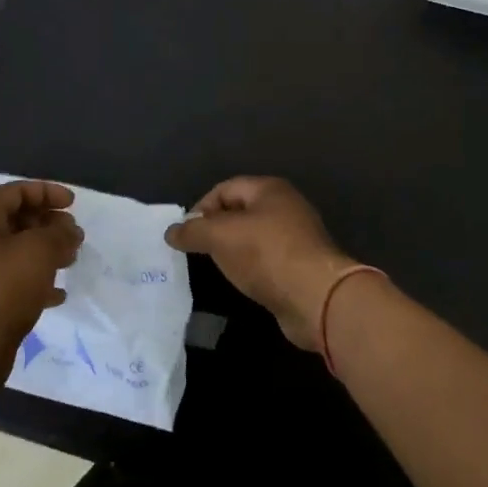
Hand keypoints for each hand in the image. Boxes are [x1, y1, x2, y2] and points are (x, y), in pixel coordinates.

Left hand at [0, 180, 82, 365]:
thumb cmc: (3, 288)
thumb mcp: (39, 251)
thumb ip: (59, 233)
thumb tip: (69, 229)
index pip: (15, 191)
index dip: (47, 192)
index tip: (73, 204)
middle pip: (15, 221)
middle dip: (48, 224)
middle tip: (74, 235)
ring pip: (15, 252)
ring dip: (45, 252)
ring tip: (70, 261)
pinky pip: (11, 281)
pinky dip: (35, 281)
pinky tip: (57, 294)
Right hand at [165, 176, 360, 351]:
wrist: (316, 297)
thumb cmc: (266, 254)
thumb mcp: (221, 236)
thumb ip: (193, 231)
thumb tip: (171, 231)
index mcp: (269, 189)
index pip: (225, 188)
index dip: (201, 207)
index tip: (185, 233)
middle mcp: (285, 207)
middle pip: (240, 212)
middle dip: (216, 229)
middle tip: (197, 250)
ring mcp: (296, 238)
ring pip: (253, 237)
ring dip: (232, 250)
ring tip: (216, 267)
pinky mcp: (300, 266)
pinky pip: (265, 260)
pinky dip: (250, 267)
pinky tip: (241, 281)